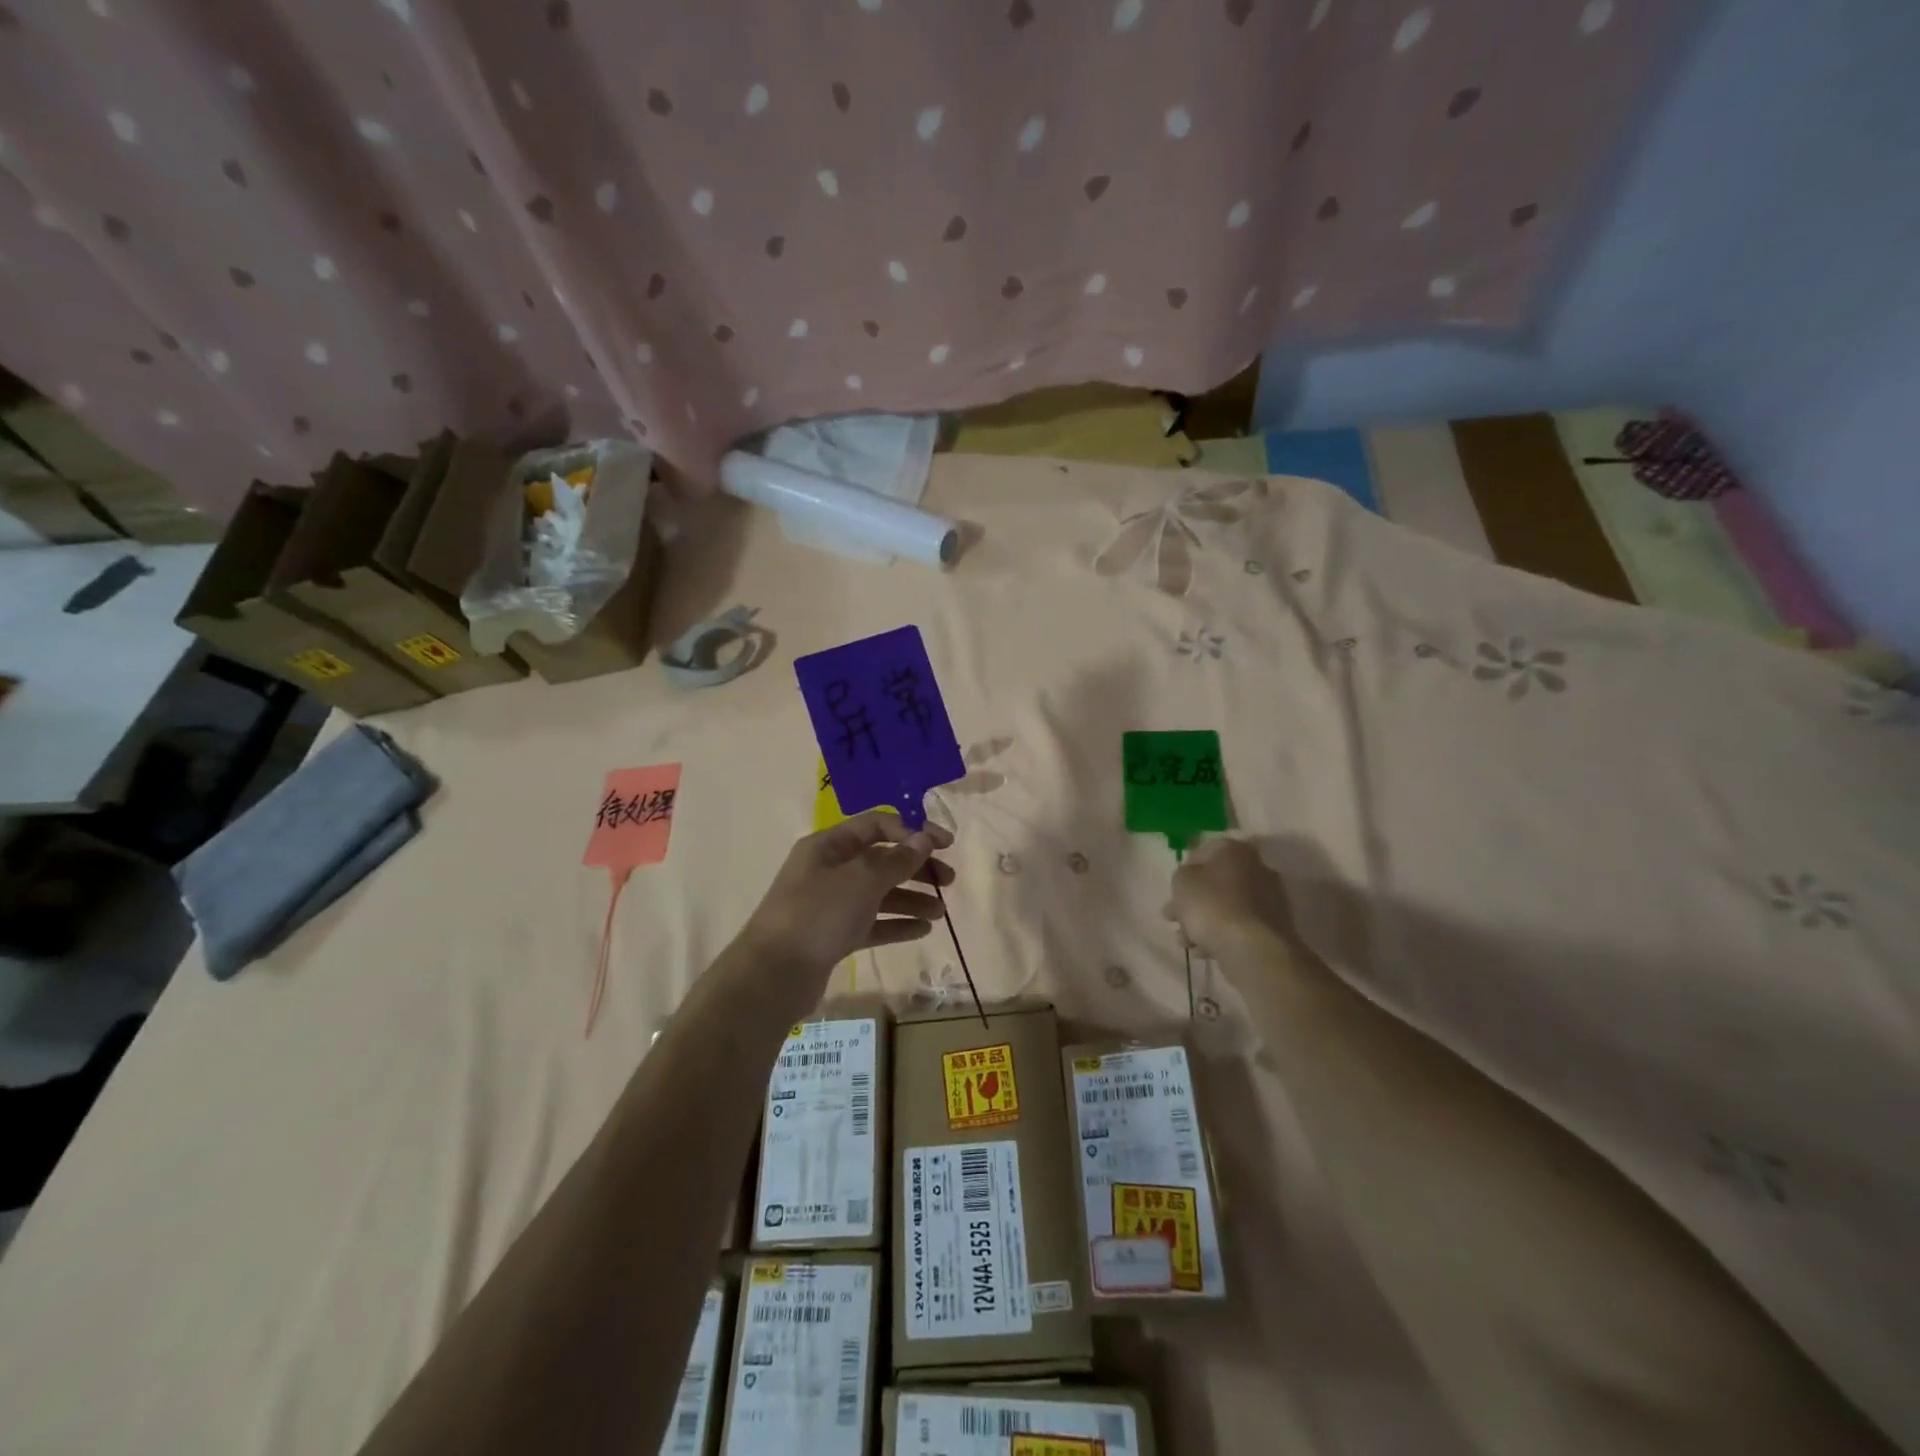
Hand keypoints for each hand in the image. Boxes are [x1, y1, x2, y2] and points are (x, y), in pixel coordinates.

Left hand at [739, 811, 954, 975]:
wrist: (773, 975)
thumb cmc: (818, 914)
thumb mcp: (862, 880)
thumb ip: (897, 860)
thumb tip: (923, 839)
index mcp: (829, 846)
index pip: (877, 825)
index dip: (913, 831)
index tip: (945, 845)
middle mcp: (829, 870)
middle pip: (881, 860)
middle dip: (916, 868)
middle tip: (949, 882)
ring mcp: (830, 904)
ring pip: (879, 893)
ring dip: (911, 898)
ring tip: (940, 912)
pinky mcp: (833, 936)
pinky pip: (872, 923)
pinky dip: (896, 924)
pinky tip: (922, 931)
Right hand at [1165, 837, 1299, 957]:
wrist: (1253, 948)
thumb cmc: (1212, 905)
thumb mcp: (1182, 882)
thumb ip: (1182, 875)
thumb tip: (1192, 879)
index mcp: (1235, 850)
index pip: (1202, 853)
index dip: (1184, 872)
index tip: (1173, 891)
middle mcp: (1257, 868)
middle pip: (1215, 883)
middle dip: (1192, 902)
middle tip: (1174, 919)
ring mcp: (1270, 898)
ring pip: (1226, 906)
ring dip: (1203, 922)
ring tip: (1186, 943)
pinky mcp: (1274, 926)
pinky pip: (1240, 925)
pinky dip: (1222, 935)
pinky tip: (1205, 951)